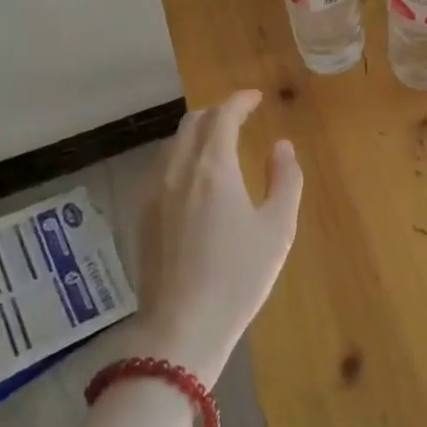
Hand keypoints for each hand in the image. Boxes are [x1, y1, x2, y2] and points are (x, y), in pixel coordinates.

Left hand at [133, 90, 302, 384]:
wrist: (181, 329)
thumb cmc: (238, 277)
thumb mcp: (277, 228)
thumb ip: (285, 179)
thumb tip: (281, 146)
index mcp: (213, 167)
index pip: (223, 115)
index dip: (240, 101)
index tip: (256, 98)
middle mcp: (178, 169)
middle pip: (193, 122)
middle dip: (217, 112)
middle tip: (239, 117)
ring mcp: (153, 192)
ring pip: (173, 144)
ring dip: (197, 133)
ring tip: (218, 144)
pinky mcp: (141, 215)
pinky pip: (161, 167)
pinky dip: (180, 156)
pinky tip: (193, 178)